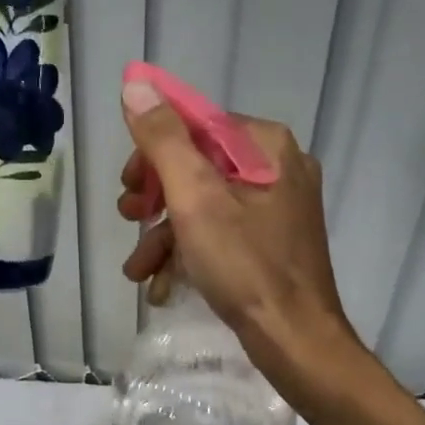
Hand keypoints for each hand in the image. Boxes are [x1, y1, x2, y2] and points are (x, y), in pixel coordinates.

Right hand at [117, 79, 361, 384]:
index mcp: (267, 147)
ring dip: (164, 234)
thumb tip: (135, 82)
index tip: (128, 186)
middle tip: (128, 218)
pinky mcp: (273, 243)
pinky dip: (190, 252)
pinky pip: (222, 232)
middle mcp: (278, 169)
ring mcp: (278, 209)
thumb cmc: (246, 267)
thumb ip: (164, 141)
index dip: (153, 151)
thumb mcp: (196, 200)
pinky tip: (161, 284)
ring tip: (136, 270)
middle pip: (199, 165)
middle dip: (156, 197)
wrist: (296, 342)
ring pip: (206, 204)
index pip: (197, 124)